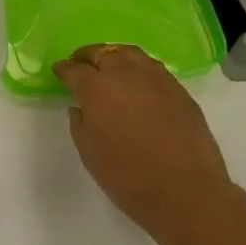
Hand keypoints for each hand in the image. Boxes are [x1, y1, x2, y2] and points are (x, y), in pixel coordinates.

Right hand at [53, 44, 231, 237]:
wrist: (186, 192)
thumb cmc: (128, 176)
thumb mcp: (89, 152)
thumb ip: (79, 123)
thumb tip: (80, 108)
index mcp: (96, 88)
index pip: (73, 69)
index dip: (64, 70)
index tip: (59, 71)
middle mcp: (124, 74)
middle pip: (102, 52)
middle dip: (88, 56)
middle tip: (81, 64)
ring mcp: (155, 79)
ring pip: (130, 53)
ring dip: (115, 56)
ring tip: (110, 66)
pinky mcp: (179, 90)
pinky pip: (153, 68)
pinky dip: (139, 68)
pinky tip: (138, 83)